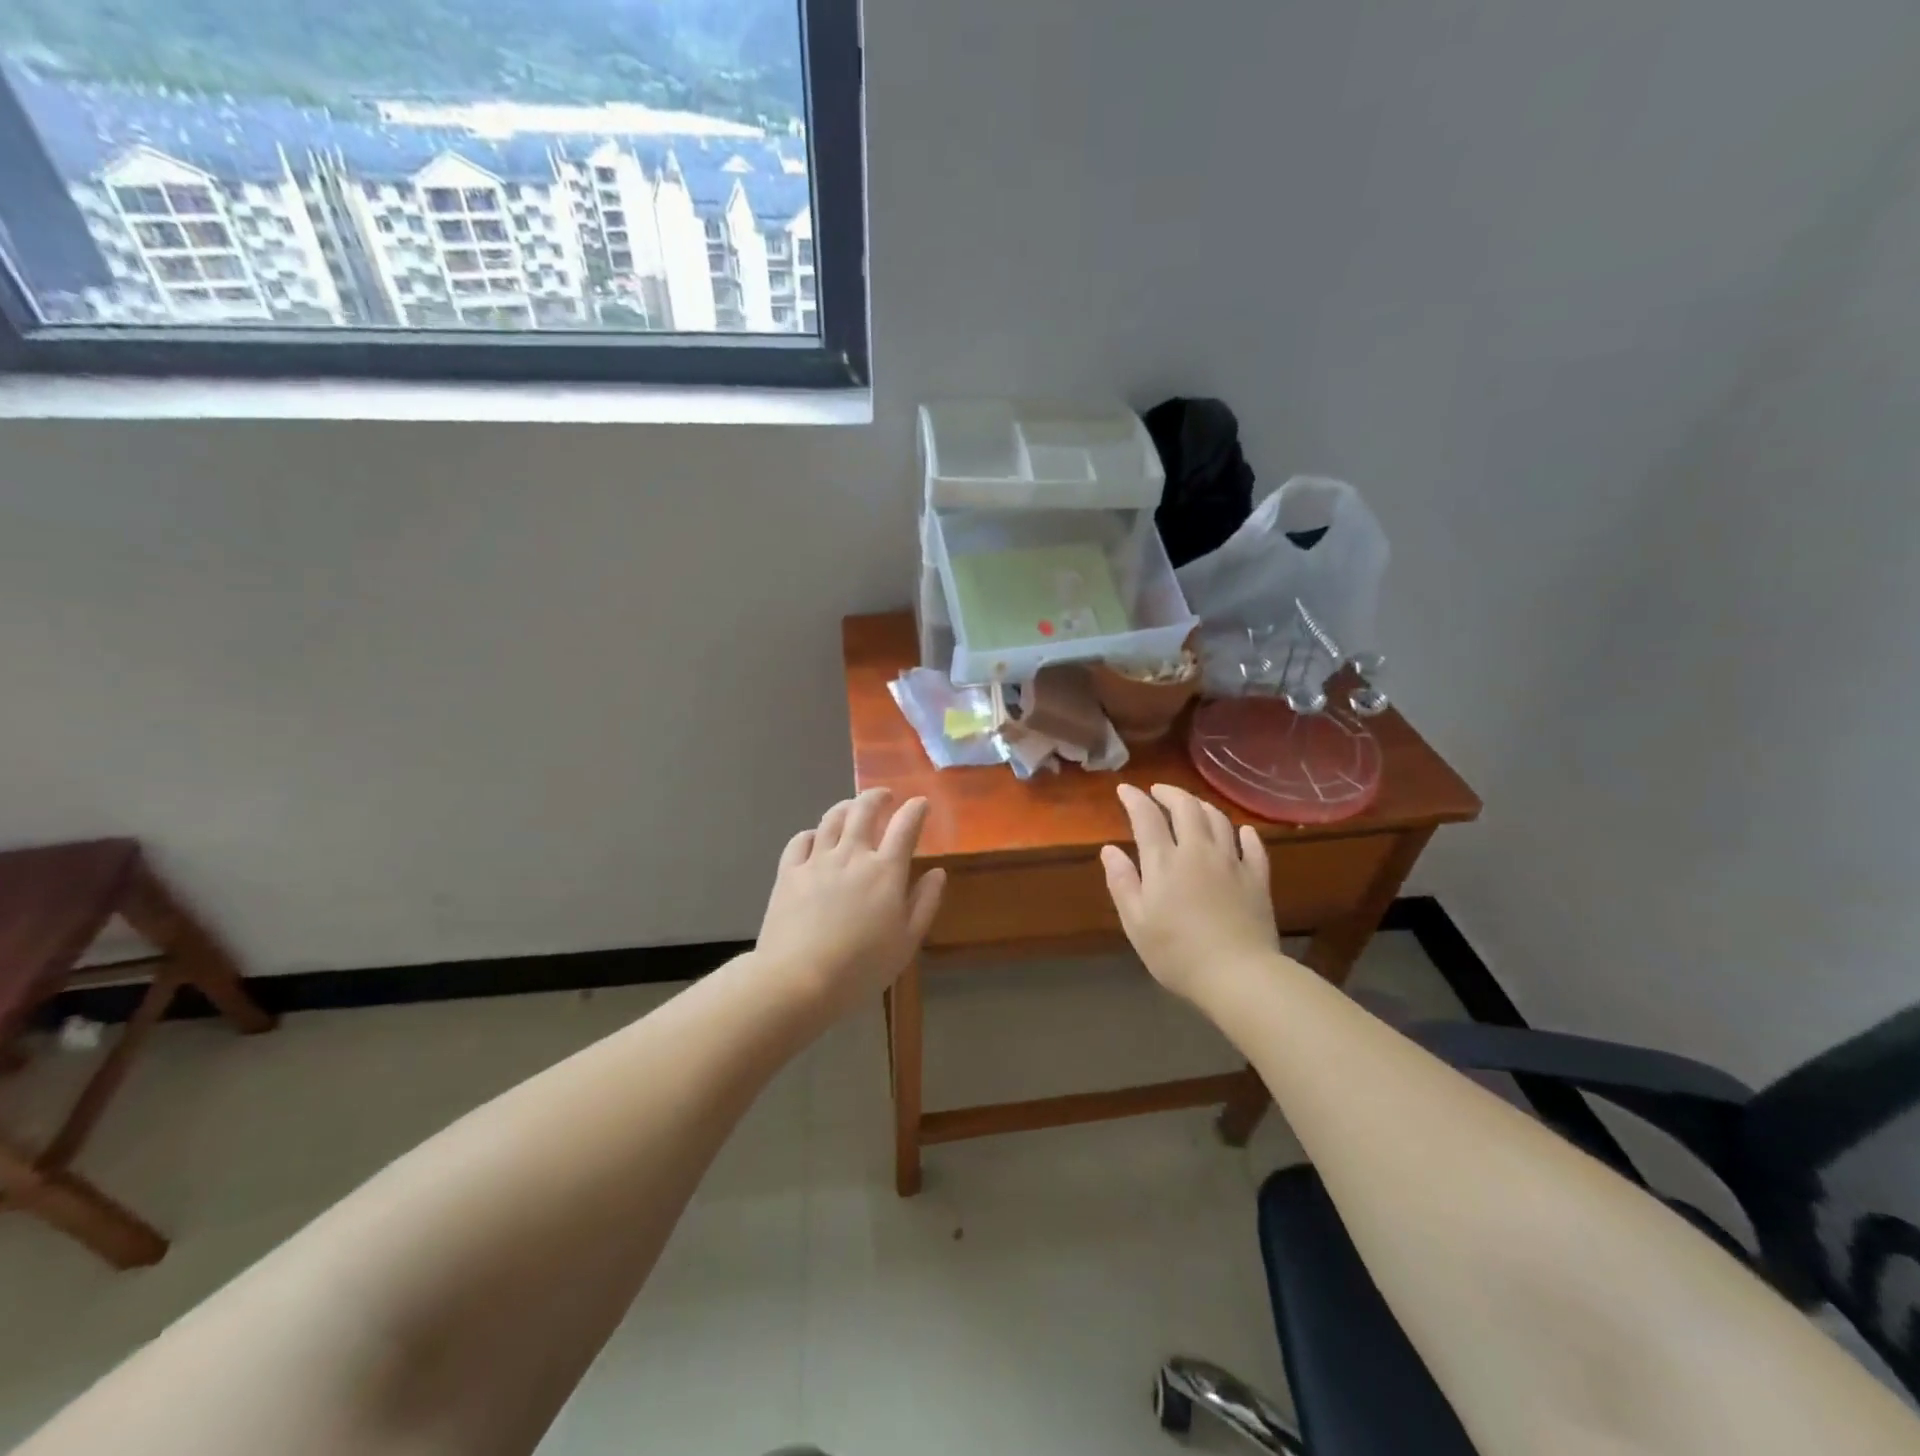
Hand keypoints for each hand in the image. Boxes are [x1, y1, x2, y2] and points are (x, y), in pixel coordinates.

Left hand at [756, 788, 945, 1014]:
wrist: (799, 979)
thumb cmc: (862, 966)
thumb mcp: (907, 941)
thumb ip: (925, 903)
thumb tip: (937, 872)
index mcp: (885, 871)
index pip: (905, 826)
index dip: (915, 810)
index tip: (920, 803)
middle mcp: (852, 855)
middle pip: (864, 810)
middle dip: (877, 797)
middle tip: (885, 796)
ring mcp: (817, 861)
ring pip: (832, 819)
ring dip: (846, 806)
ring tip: (852, 807)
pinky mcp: (788, 873)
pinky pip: (800, 840)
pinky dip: (811, 833)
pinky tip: (815, 838)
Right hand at [1101, 783, 1280, 1000]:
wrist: (1238, 974)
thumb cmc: (1177, 953)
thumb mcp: (1136, 923)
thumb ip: (1122, 882)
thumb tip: (1109, 849)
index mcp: (1164, 862)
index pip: (1147, 817)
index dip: (1134, 799)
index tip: (1124, 789)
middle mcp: (1198, 851)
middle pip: (1186, 808)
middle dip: (1170, 793)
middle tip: (1158, 791)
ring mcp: (1232, 862)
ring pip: (1219, 820)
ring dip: (1202, 806)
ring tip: (1192, 806)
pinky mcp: (1257, 879)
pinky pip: (1253, 846)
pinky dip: (1244, 833)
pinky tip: (1241, 832)